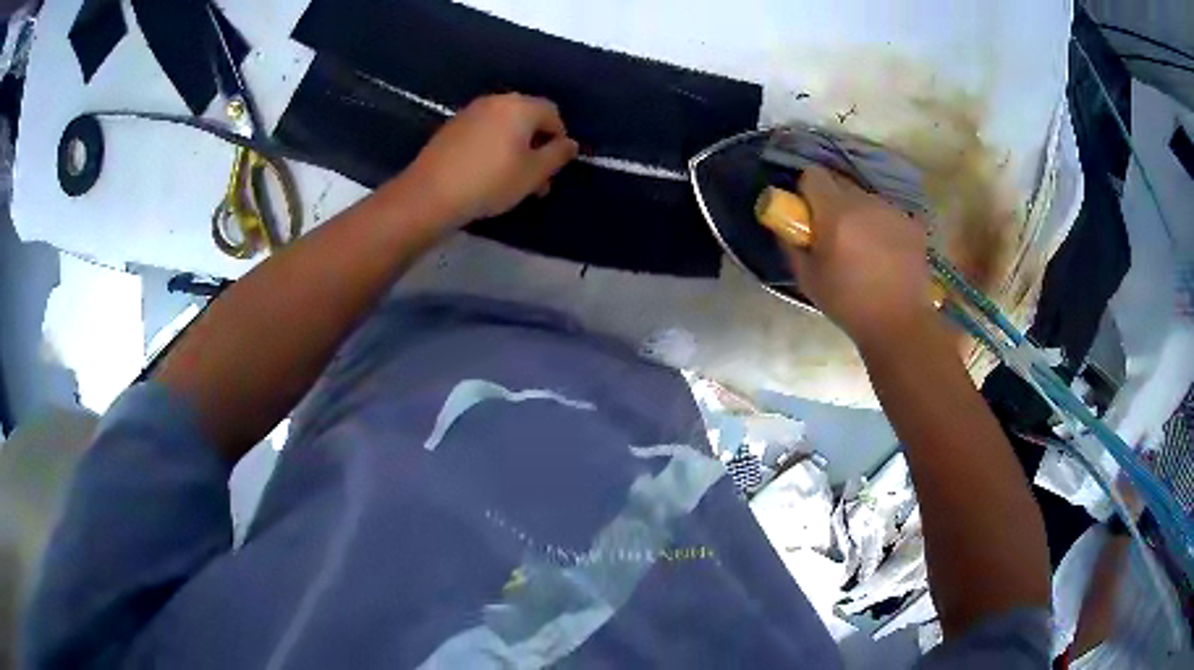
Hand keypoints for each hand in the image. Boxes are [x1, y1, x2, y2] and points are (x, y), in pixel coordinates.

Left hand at [401, 93, 578, 226]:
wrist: (430, 193)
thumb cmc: (490, 182)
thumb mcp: (533, 174)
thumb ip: (557, 155)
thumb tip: (570, 143)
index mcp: (520, 106)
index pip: (552, 113)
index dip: (559, 138)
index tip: (554, 167)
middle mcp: (496, 101)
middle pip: (527, 117)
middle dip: (537, 145)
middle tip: (536, 179)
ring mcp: (470, 112)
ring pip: (504, 126)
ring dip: (515, 148)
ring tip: (512, 180)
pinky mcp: (451, 127)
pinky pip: (483, 132)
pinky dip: (493, 147)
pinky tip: (487, 173)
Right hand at [784, 166, 934, 348]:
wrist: (900, 323)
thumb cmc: (848, 303)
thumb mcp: (807, 278)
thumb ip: (791, 243)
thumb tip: (785, 224)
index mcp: (836, 212)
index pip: (813, 175)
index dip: (807, 192)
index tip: (808, 215)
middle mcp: (865, 202)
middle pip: (840, 184)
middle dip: (832, 202)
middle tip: (833, 233)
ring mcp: (892, 211)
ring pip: (866, 199)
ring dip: (858, 214)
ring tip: (863, 248)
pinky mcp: (912, 223)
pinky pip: (887, 214)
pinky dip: (881, 226)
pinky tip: (885, 255)